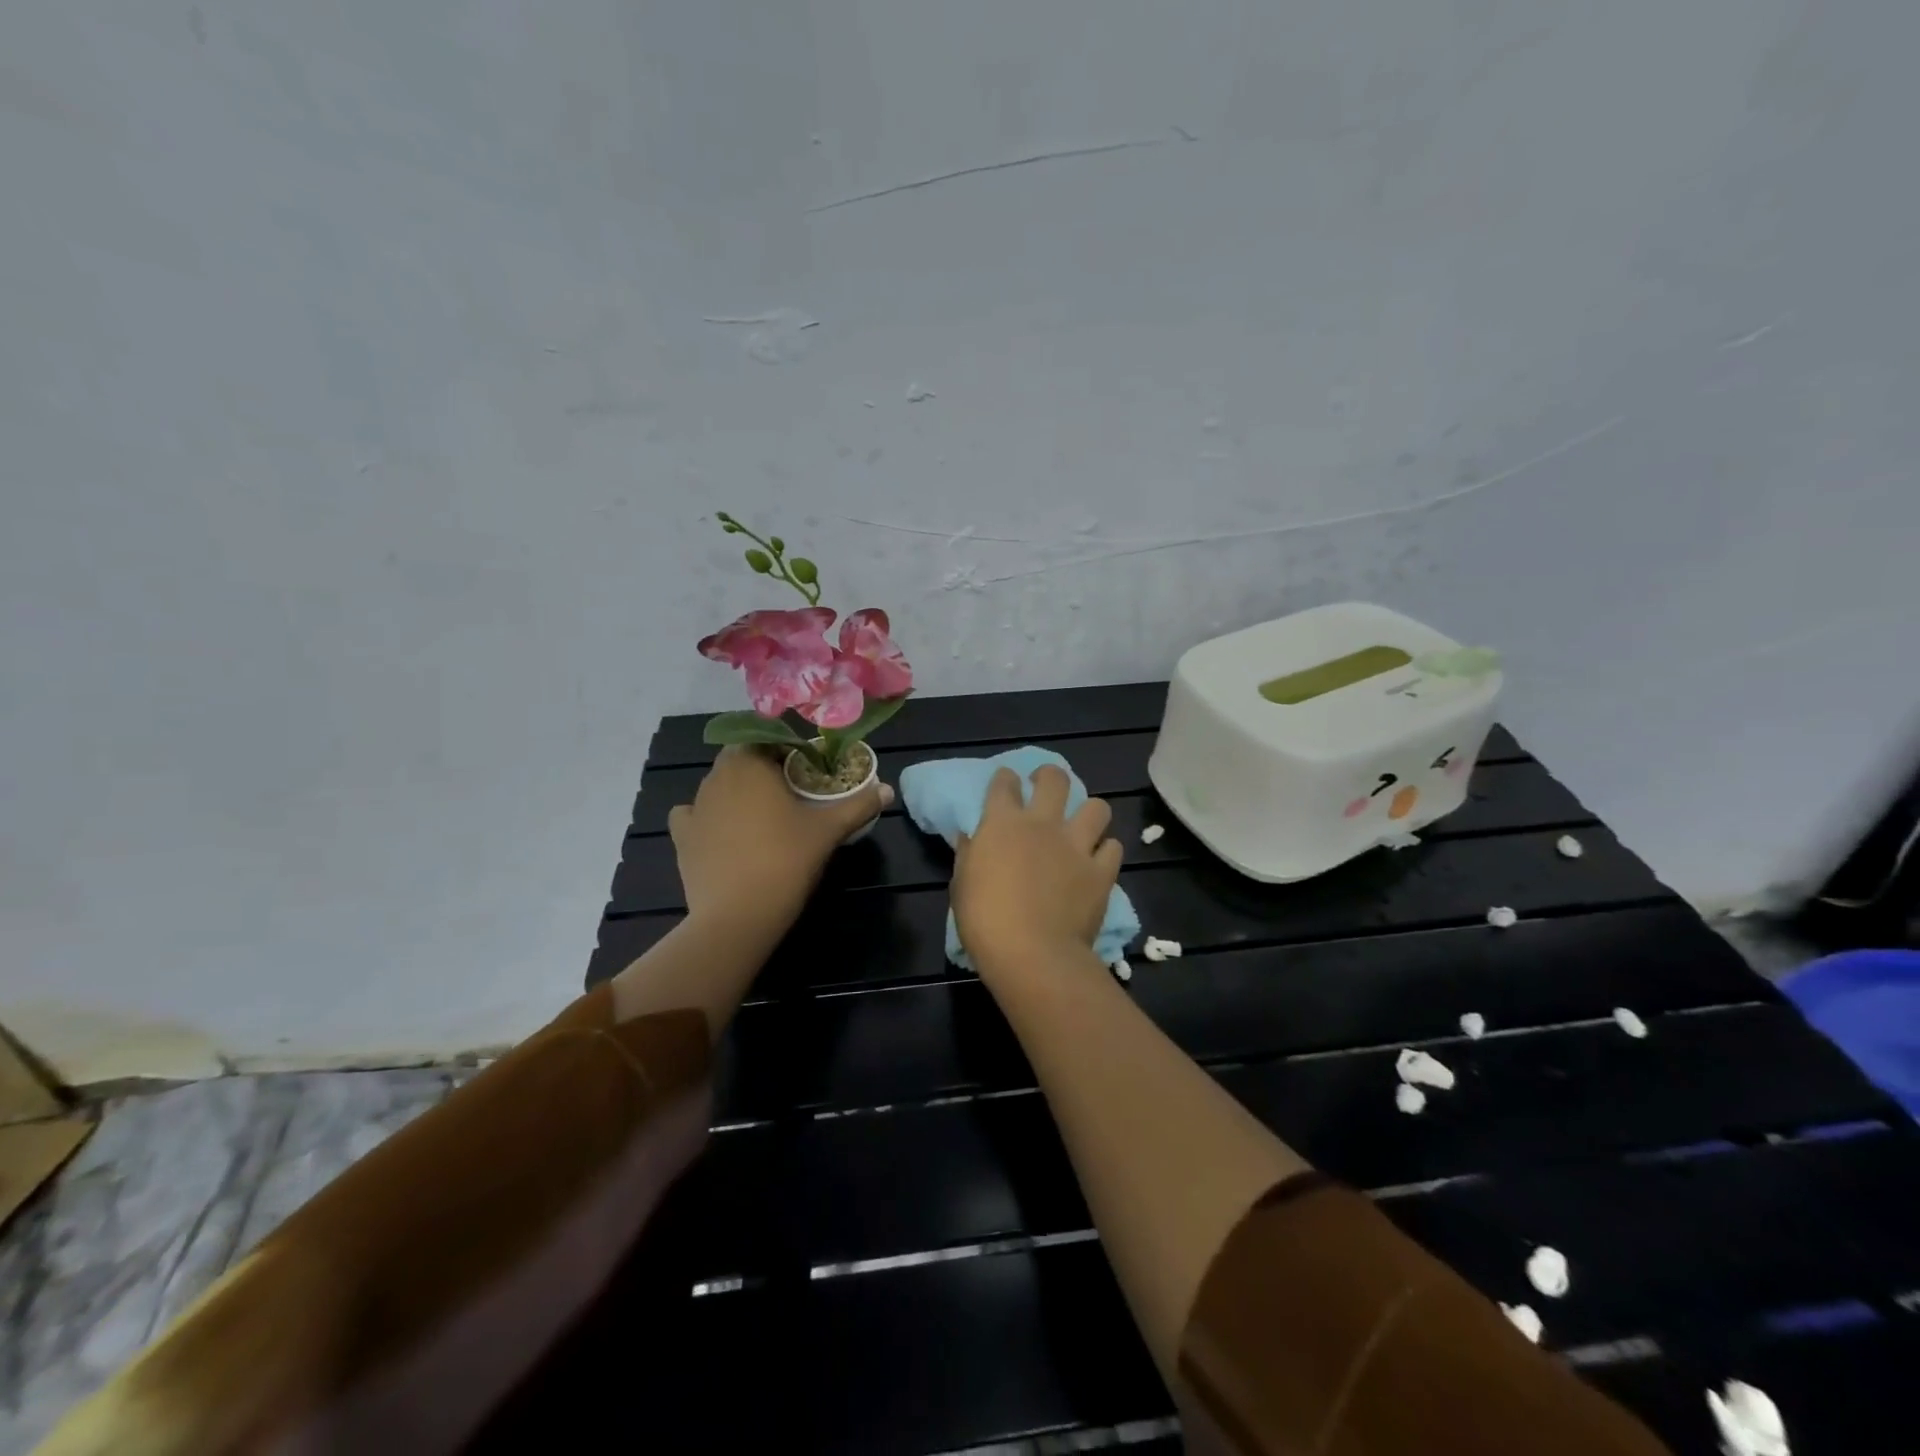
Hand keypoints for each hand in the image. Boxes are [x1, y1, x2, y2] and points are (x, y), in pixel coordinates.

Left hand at [668, 745, 892, 934]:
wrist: (738, 914)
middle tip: (791, 793)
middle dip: (763, 769)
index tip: (808, 770)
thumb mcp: (829, 830)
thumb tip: (887, 790)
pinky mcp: (681, 837)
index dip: (788, 750)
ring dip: (738, 792)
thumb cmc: (786, 859)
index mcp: (750, 764)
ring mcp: (695, 807)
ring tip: (763, 817)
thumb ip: (858, 805)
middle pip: (741, 760)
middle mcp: (716, 777)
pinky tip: (723, 833)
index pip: (766, 739)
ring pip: (718, 786)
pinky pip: (693, 815)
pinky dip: (707, 818)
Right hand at [951, 764, 1122, 982]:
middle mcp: (1043, 824)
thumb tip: (970, 837)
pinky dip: (1106, 851)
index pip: (1004, 783)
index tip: (1006, 783)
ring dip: (1089, 812)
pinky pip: (1113, 848)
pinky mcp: (1102, 871)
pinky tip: (1098, 860)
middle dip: (1050, 776)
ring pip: (1097, 807)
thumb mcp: (961, 885)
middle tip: (1046, 787)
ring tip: (1083, 824)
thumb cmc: (984, 920)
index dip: (1005, 779)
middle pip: (1054, 779)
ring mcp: (1077, 846)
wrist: (1031, 953)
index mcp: (1003, 823)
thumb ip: (968, 855)